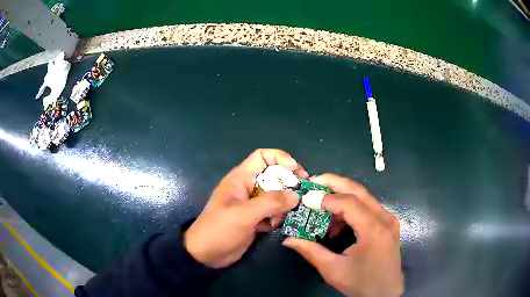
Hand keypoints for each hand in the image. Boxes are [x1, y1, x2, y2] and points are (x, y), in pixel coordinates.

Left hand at [184, 149, 307, 267]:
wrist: (206, 254)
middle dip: (289, 183)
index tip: (297, 171)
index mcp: (241, 178)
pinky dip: (278, 217)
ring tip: (287, 215)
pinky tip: (276, 226)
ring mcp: (252, 204)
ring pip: (276, 196)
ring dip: (284, 204)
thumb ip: (270, 203)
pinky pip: (273, 212)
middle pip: (274, 176)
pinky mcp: (255, 219)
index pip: (262, 157)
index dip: (281, 158)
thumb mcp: (244, 214)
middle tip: (302, 194)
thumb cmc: (220, 229)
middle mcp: (248, 188)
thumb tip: (296, 195)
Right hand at [283, 174, 403, 296]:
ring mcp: (389, 219)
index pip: (349, 203)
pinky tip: (338, 224)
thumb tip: (288, 239)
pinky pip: (368, 208)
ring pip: (364, 197)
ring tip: (322, 209)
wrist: (385, 293)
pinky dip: (351, 210)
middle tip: (314, 181)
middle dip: (335, 183)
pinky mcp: (388, 224)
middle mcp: (385, 218)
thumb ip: (311, 251)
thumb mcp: (333, 270)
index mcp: (373, 229)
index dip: (326, 197)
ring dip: (342, 198)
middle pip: (359, 191)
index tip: (307, 198)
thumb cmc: (361, 283)